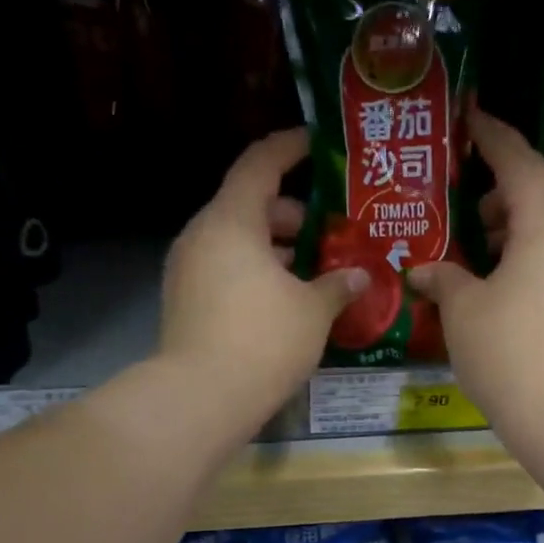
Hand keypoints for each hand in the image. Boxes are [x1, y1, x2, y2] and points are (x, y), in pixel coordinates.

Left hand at [158, 129, 367, 424]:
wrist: (202, 398)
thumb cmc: (264, 340)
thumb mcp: (312, 311)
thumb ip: (338, 286)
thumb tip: (359, 276)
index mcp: (232, 221)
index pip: (260, 164)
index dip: (290, 148)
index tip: (316, 144)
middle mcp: (202, 236)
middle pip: (248, 207)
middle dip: (290, 215)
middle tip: (328, 231)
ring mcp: (187, 270)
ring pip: (236, 243)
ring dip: (274, 250)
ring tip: (313, 271)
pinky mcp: (184, 302)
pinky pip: (224, 271)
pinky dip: (254, 274)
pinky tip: (285, 301)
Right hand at [407, 109, 543, 430]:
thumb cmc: (507, 351)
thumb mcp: (463, 312)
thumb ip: (444, 279)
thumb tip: (423, 271)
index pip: (519, 161)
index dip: (493, 137)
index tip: (472, 118)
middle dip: (509, 189)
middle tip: (474, 205)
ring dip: (524, 226)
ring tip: (487, 249)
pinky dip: (540, 255)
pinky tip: (512, 285)